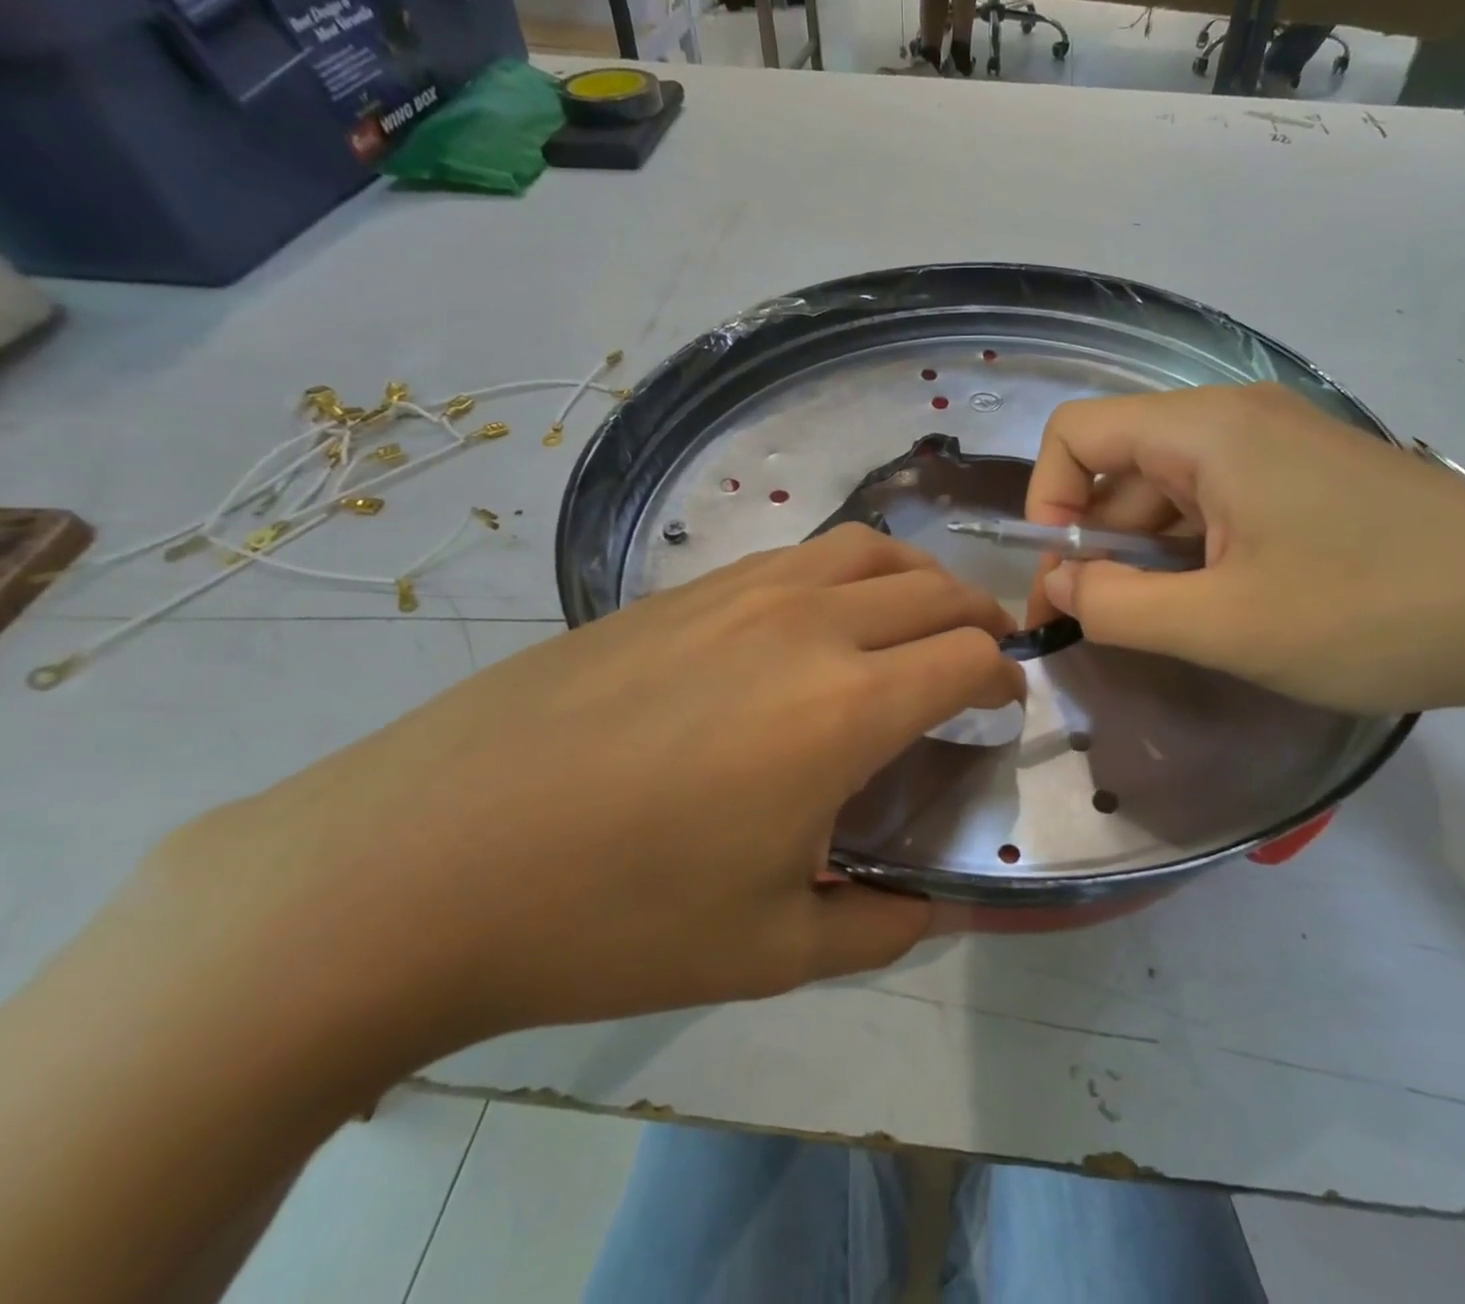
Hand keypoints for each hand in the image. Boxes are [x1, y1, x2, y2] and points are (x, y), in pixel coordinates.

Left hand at [154, 525, 1020, 1044]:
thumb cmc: (614, 916)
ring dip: (917, 576)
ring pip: (866, 548)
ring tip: (921, 615)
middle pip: (932, 587)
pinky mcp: (680, 589)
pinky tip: (821, 618)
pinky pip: (797, 556)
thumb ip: (877, 926)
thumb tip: (930, 910)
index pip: (967, 657)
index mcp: (845, 707)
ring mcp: (739, 592)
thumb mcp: (771, 949)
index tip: (1004, 704)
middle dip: (979, 615)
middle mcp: (808, 625)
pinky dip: (846, 570)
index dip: (1002, 677)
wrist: (426, 859)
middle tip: (988, 651)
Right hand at [1025, 384, 1464, 716]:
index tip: (1064, 577)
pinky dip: (1193, 556)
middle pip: (1121, 467)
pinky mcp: (1307, 482)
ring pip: (1169, 494)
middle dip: (1096, 544)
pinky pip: (1217, 508)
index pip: (1076, 432)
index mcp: (1206, 429)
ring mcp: (1277, 449)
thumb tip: (1058, 586)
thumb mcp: (1224, 623)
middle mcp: (1235, 420)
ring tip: (1172, 626)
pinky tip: (1219, 607)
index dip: (1048, 501)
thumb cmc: (1371, 612)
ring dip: (1147, 557)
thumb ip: (1117, 606)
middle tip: (1102, 624)